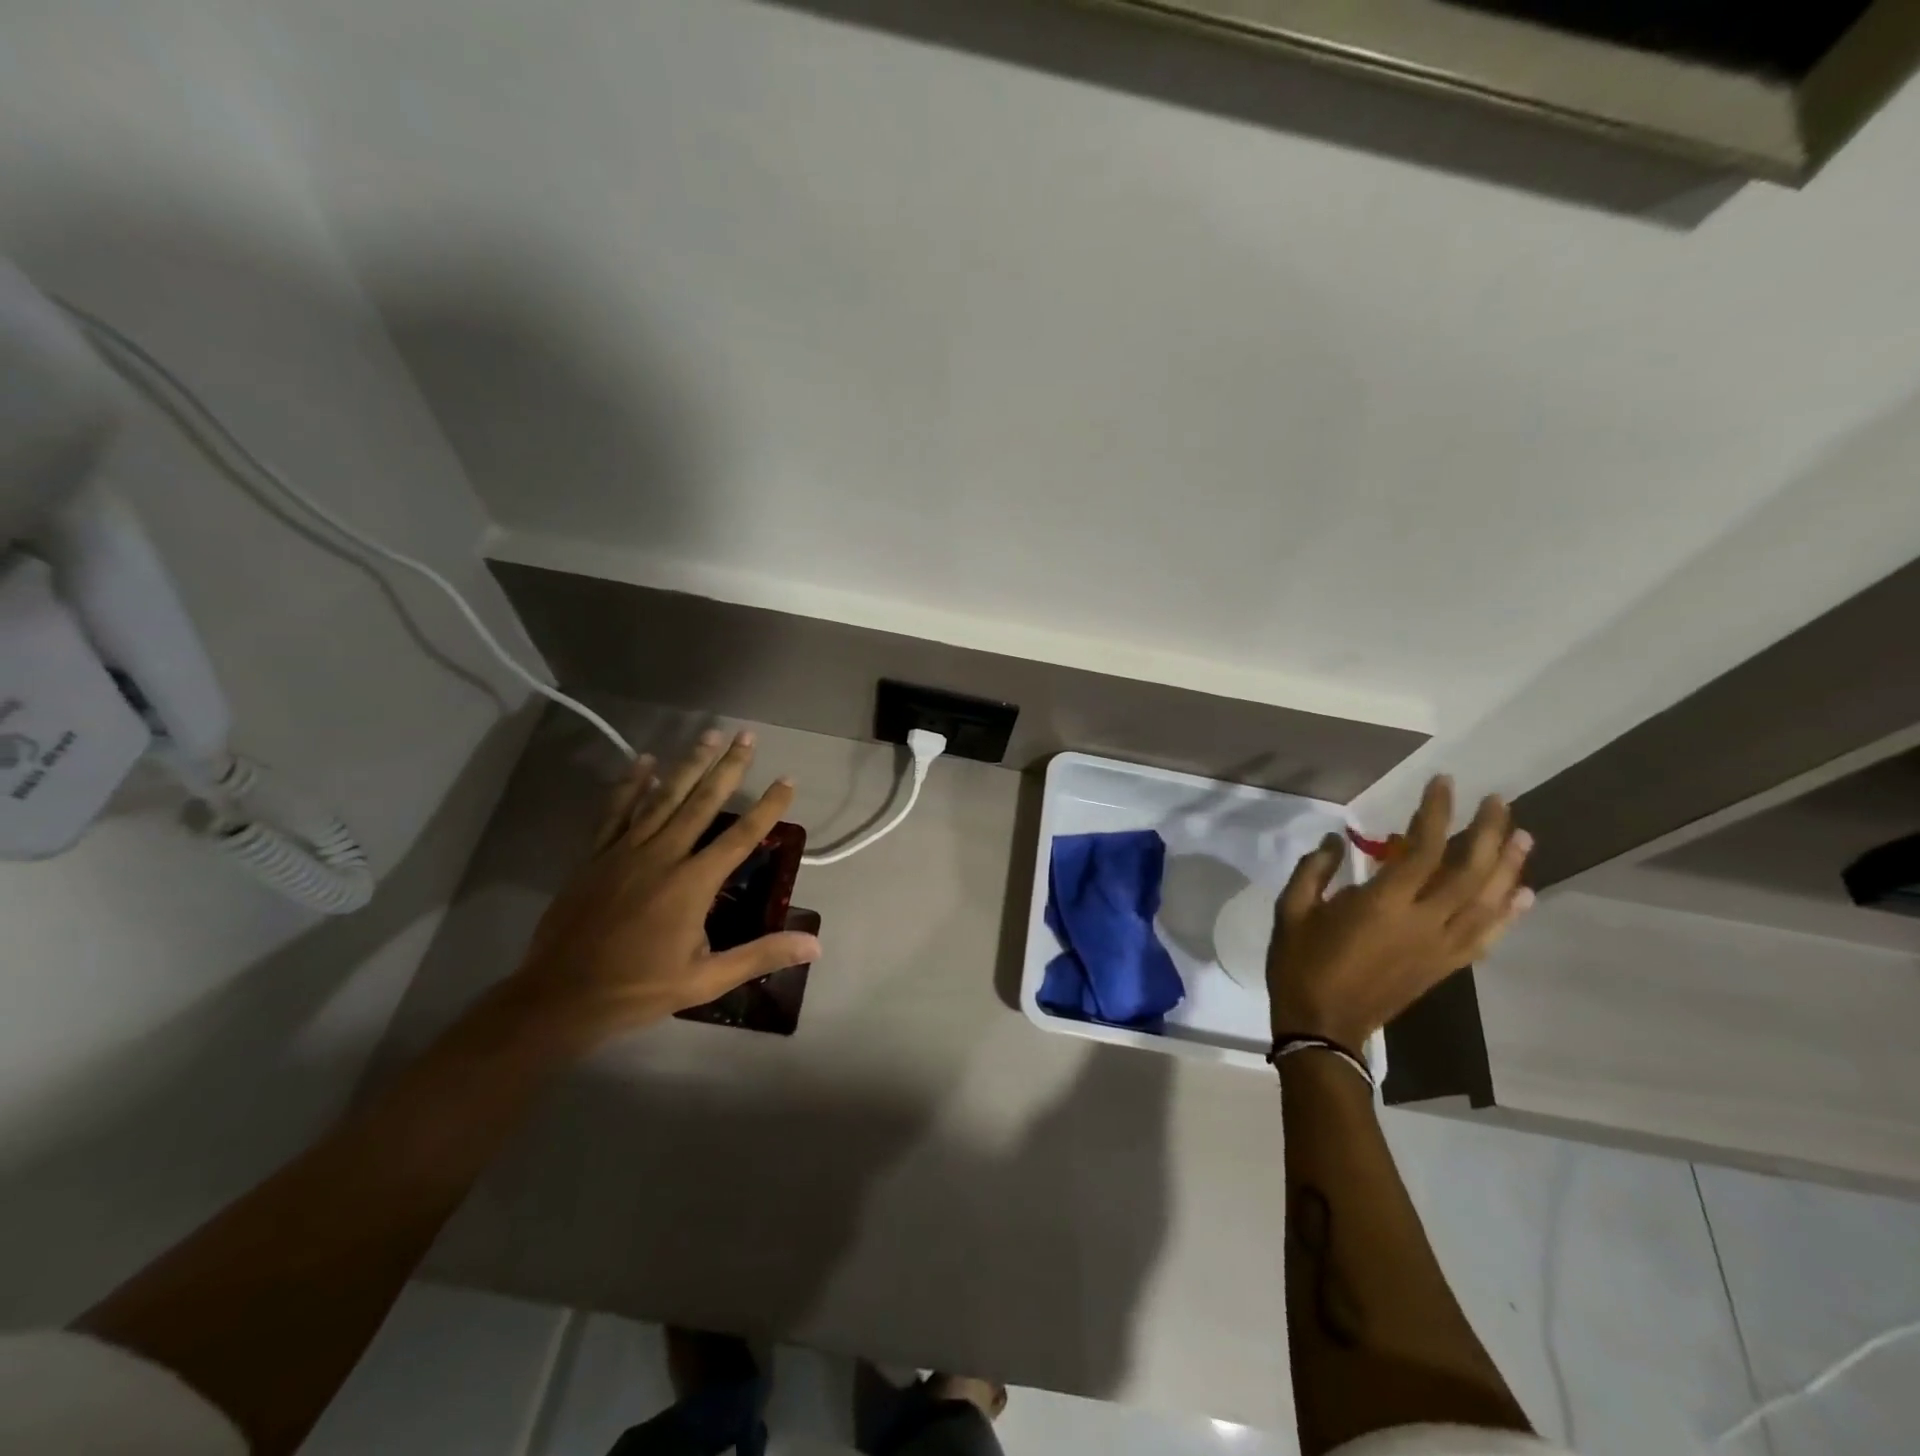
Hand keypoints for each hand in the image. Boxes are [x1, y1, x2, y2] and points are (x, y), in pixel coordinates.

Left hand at [510, 729, 821, 1046]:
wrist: (560, 997)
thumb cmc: (639, 989)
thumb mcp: (707, 979)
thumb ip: (761, 954)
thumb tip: (815, 945)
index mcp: (692, 883)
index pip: (741, 836)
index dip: (769, 806)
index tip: (787, 779)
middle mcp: (662, 856)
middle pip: (702, 802)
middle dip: (728, 767)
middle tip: (747, 736)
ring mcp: (625, 851)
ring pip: (663, 797)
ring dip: (688, 764)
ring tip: (709, 734)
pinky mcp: (595, 856)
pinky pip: (616, 811)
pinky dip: (631, 784)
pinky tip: (644, 761)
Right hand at [1266, 776, 1533, 1051]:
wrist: (1324, 1025)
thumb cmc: (1301, 963)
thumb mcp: (1291, 910)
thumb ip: (1314, 870)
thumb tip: (1336, 840)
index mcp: (1382, 904)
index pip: (1422, 848)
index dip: (1436, 813)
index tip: (1444, 783)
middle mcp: (1423, 922)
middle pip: (1469, 871)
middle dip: (1488, 832)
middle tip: (1498, 802)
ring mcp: (1440, 947)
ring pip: (1487, 902)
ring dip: (1509, 867)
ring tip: (1522, 836)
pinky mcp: (1445, 967)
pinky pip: (1486, 937)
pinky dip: (1508, 914)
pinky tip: (1522, 895)